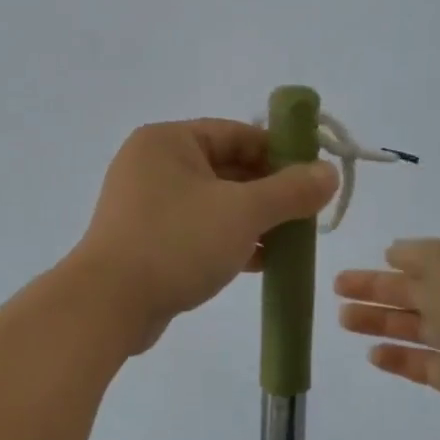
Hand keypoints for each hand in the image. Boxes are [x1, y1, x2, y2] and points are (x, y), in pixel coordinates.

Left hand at [71, 120, 337, 353]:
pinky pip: (197, 231)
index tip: (315, 176)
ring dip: (253, 220)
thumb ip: (290, 190)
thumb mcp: (243, 212)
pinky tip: (262, 262)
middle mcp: (153, 166)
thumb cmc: (177, 242)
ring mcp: (146, 206)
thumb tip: (330, 173)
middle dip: (269, 192)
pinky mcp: (146, 242)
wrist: (109, 305)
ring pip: (214, 204)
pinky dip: (229, 241)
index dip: (280, 152)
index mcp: (168, 142)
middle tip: (308, 213)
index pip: (237, 134)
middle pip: (226, 169)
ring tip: (292, 240)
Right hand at [335, 240, 439, 439]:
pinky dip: (401, 359)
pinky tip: (373, 355)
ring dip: (382, 322)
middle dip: (379, 290)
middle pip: (421, 293)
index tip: (370, 261)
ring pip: (419, 328)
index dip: (401, 260)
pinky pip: (427, 365)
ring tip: (343, 320)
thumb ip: (420, 255)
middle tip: (337, 289)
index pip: (437, 260)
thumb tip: (396, 252)